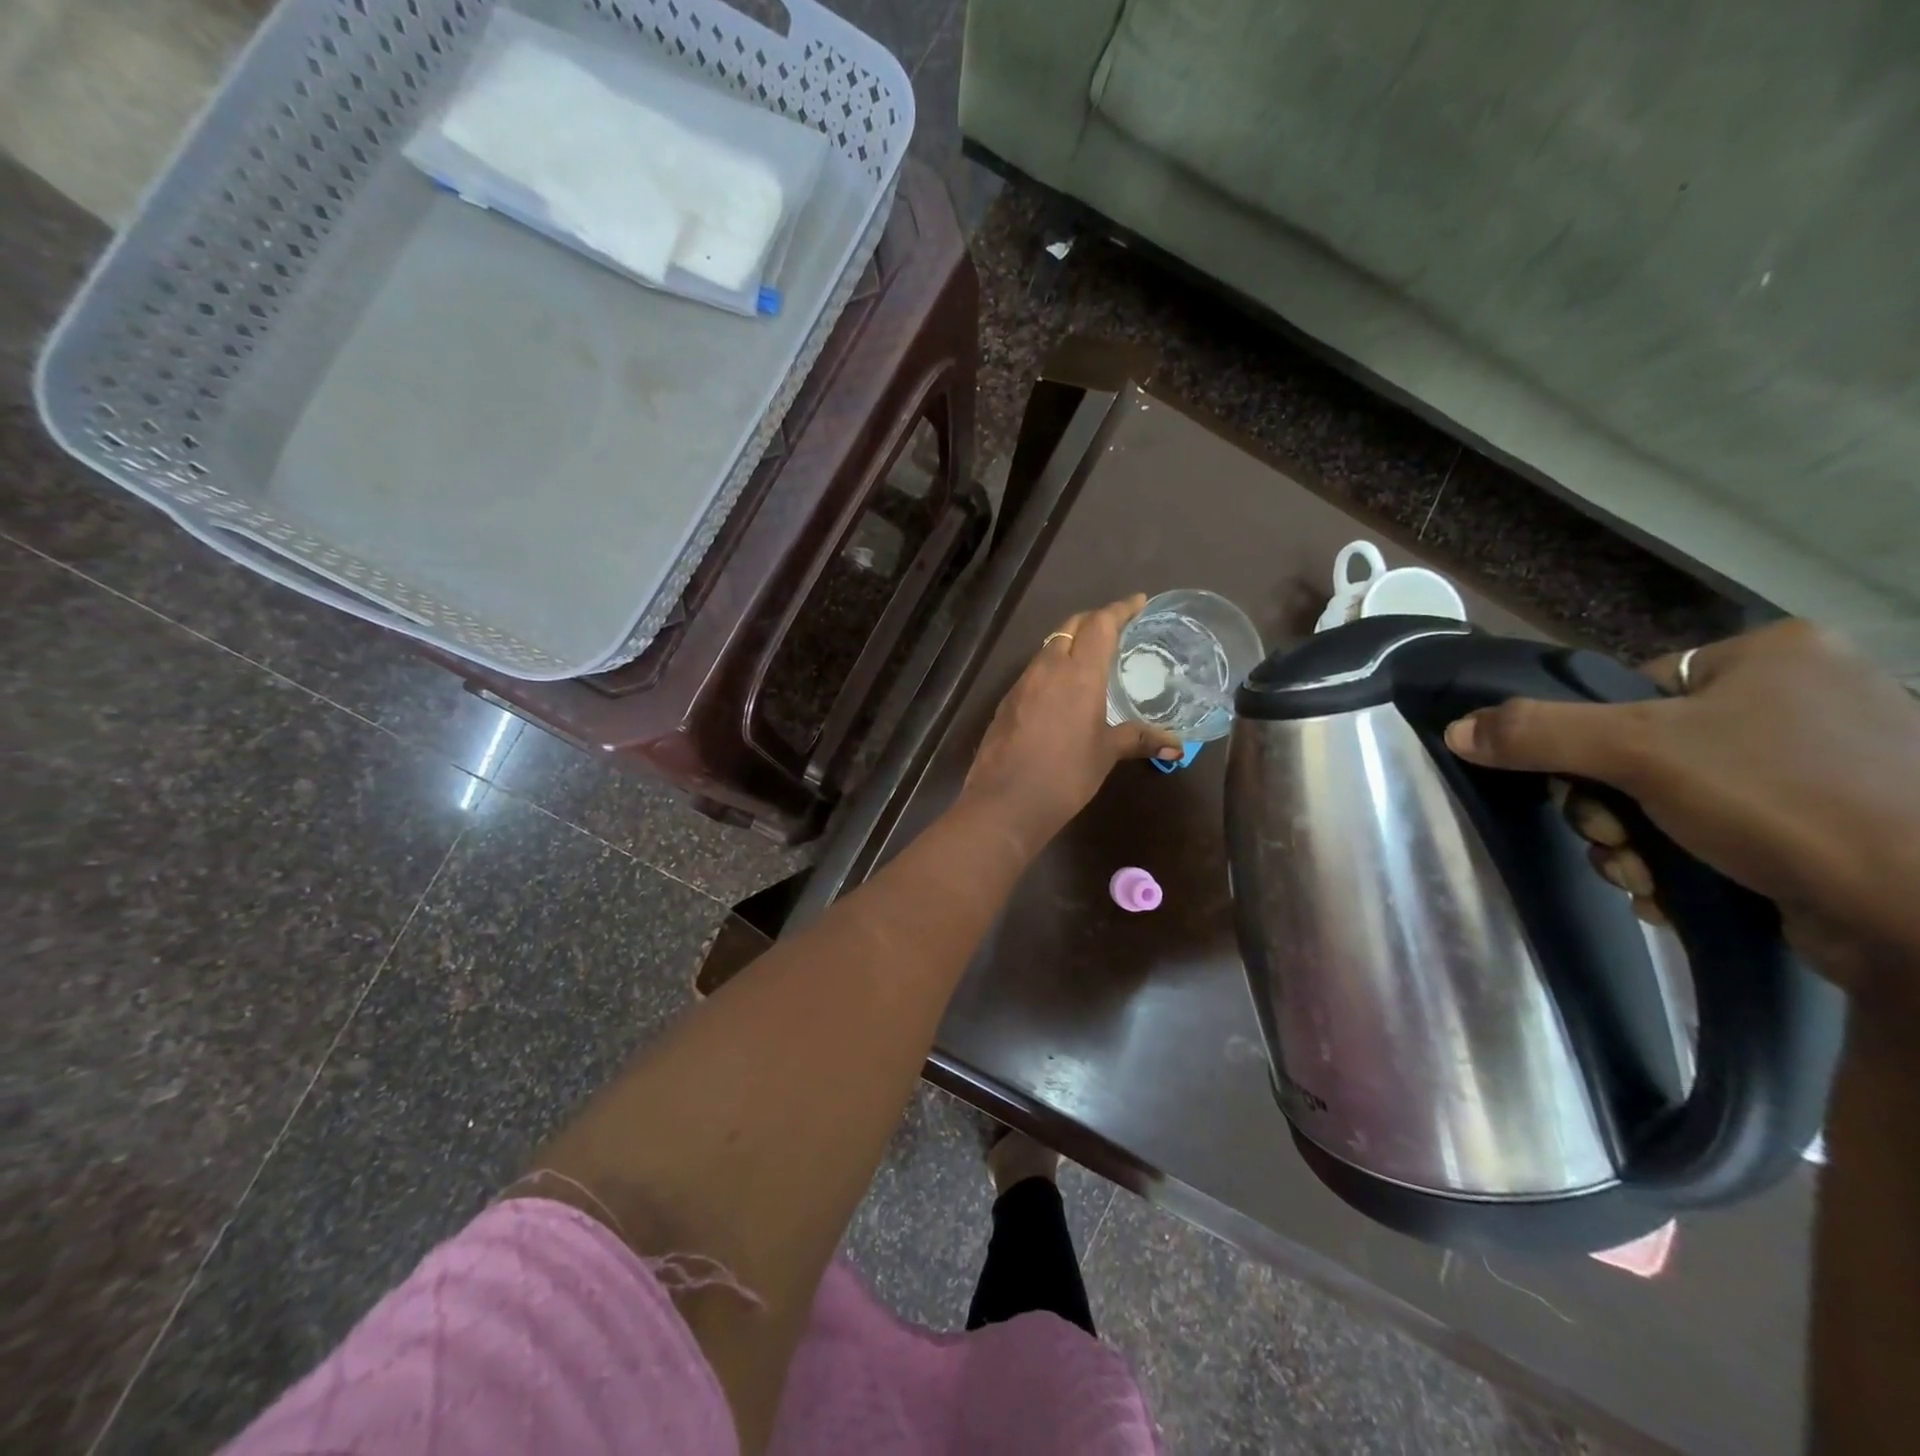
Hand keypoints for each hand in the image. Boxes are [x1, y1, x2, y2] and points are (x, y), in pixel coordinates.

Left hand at [961, 596, 1182, 855]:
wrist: (1005, 801)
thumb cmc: (1064, 775)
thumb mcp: (1105, 754)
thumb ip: (1138, 739)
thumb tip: (1176, 744)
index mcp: (1078, 673)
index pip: (1100, 624)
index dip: (1120, 609)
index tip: (1138, 601)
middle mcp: (1047, 668)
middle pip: (1071, 627)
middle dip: (1094, 620)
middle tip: (1117, 626)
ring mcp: (1022, 684)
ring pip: (1049, 648)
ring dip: (1071, 642)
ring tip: (1092, 656)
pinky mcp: (1006, 702)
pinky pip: (1034, 671)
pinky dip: (1053, 667)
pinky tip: (1062, 689)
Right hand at [1443, 621, 1919, 998]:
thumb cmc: (1781, 800)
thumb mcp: (1637, 751)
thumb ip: (1537, 733)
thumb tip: (1456, 730)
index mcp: (1774, 656)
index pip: (1635, 688)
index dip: (1594, 741)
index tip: (1590, 784)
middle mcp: (1805, 701)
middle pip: (1644, 751)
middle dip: (1608, 808)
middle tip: (1615, 837)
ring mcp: (1824, 769)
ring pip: (1671, 801)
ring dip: (1633, 844)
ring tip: (1646, 876)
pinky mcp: (1830, 831)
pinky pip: (1719, 834)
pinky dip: (1682, 865)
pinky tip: (1678, 891)